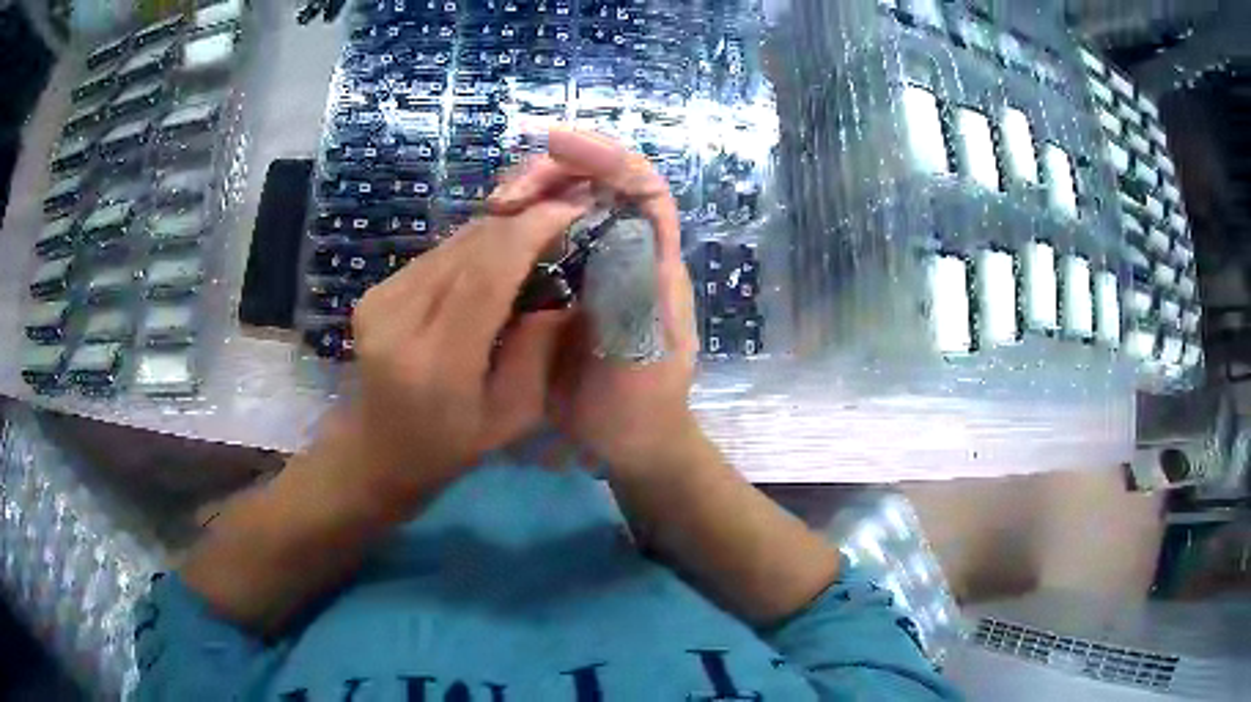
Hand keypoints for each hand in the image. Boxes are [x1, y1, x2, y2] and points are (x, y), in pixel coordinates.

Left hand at [332, 186, 592, 516]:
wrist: (377, 450)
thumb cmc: (451, 446)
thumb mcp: (512, 416)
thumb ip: (539, 351)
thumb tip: (565, 293)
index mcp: (437, 363)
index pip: (487, 274)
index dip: (531, 231)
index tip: (572, 209)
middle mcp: (398, 320)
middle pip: (468, 248)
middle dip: (521, 223)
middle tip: (562, 219)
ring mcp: (379, 301)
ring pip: (452, 243)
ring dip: (498, 234)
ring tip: (534, 238)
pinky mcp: (373, 292)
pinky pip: (436, 254)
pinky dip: (471, 249)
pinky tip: (492, 262)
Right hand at [489, 128, 702, 475]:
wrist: (629, 440)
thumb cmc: (644, 403)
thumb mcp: (643, 357)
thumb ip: (633, 299)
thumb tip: (611, 234)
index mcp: (655, 261)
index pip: (643, 187)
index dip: (607, 156)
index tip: (557, 143)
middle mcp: (626, 252)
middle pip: (597, 186)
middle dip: (554, 173)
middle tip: (505, 195)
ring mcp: (592, 267)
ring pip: (564, 209)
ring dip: (530, 196)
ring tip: (494, 209)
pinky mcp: (563, 287)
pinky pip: (539, 243)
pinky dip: (515, 230)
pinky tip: (490, 238)